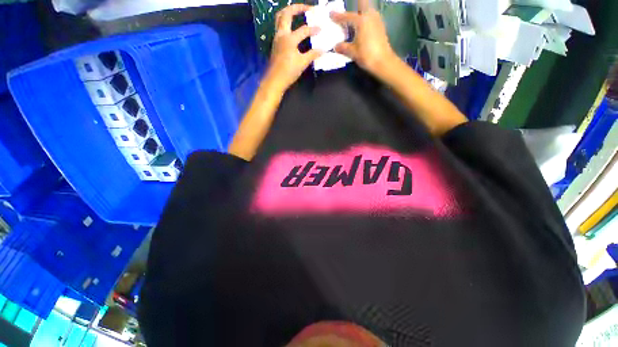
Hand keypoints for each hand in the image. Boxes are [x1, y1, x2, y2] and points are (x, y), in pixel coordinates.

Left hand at [265, 4, 322, 91]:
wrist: (275, 81)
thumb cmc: (288, 72)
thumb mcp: (302, 63)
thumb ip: (312, 55)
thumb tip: (322, 50)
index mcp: (289, 39)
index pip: (304, 30)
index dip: (313, 29)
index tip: (321, 30)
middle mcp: (281, 34)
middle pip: (286, 13)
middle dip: (297, 8)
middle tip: (308, 8)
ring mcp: (277, 38)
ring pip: (279, 18)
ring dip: (288, 12)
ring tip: (298, 12)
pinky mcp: (275, 43)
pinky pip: (279, 26)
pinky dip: (286, 21)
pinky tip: (292, 26)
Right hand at [330, 6, 396, 76]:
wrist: (383, 62)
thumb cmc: (367, 55)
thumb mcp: (352, 52)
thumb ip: (343, 47)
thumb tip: (336, 47)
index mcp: (361, 20)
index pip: (347, 16)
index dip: (338, 16)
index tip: (331, 14)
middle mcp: (370, 16)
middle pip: (362, 4)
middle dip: (356, 5)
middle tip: (347, 14)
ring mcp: (377, 20)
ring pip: (368, 10)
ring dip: (361, 12)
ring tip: (353, 20)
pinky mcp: (381, 27)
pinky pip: (371, 17)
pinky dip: (365, 19)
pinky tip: (361, 27)